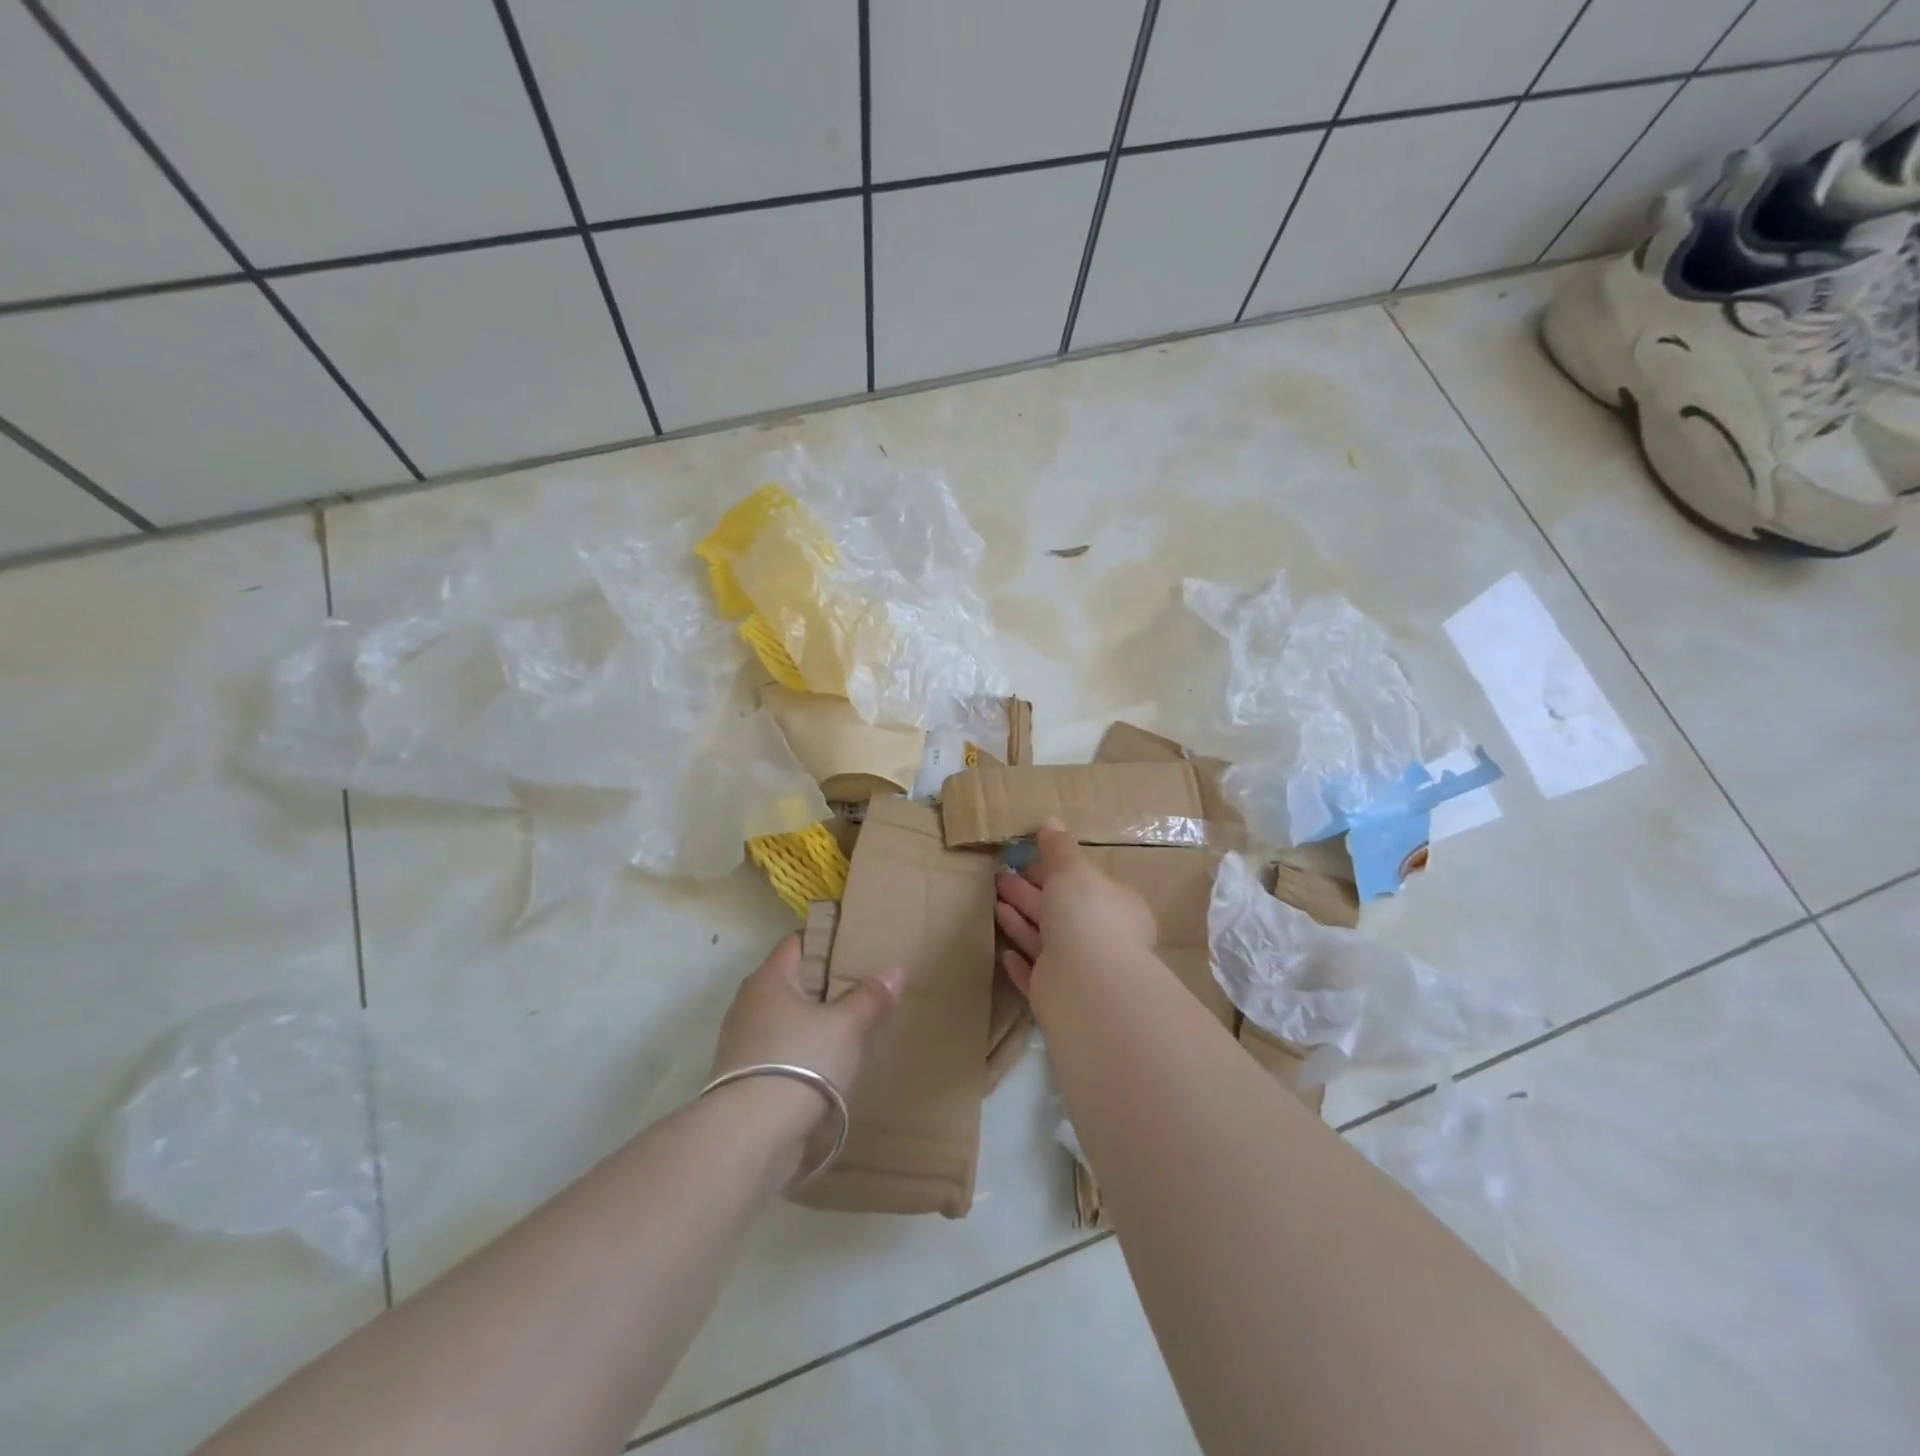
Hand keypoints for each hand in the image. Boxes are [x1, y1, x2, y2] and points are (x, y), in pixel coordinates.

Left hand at [709, 934, 901, 1165]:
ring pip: (787, 1018)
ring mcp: (742, 1042)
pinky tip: (828, 1067)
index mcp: (769, 978)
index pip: (798, 941)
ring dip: (815, 1022)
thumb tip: (895, 971)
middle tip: (864, 986)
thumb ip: (871, 997)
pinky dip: (803, 1053)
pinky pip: (781, 1051)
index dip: (828, 939)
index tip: (858, 946)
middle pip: (794, 981)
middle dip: (826, 983)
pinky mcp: (744, 1078)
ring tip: (852, 1028)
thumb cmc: (799, 1063)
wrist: (749, 1137)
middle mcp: (749, 1003)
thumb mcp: (846, 1026)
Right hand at [993, 818, 1156, 995]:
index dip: (1052, 871)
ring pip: (1044, 941)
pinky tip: (1003, 952)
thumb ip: (1059, 849)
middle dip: (1027, 892)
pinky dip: (1019, 963)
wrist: (1086, 983)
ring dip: (1019, 922)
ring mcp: (1079, 970)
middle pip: (1058, 910)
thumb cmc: (1086, 914)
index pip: (1081, 883)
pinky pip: (1035, 974)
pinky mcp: (1057, 997)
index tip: (1024, 861)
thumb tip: (1050, 823)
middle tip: (998, 877)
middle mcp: (1101, 938)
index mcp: (1114, 906)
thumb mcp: (1073, 870)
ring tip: (992, 902)